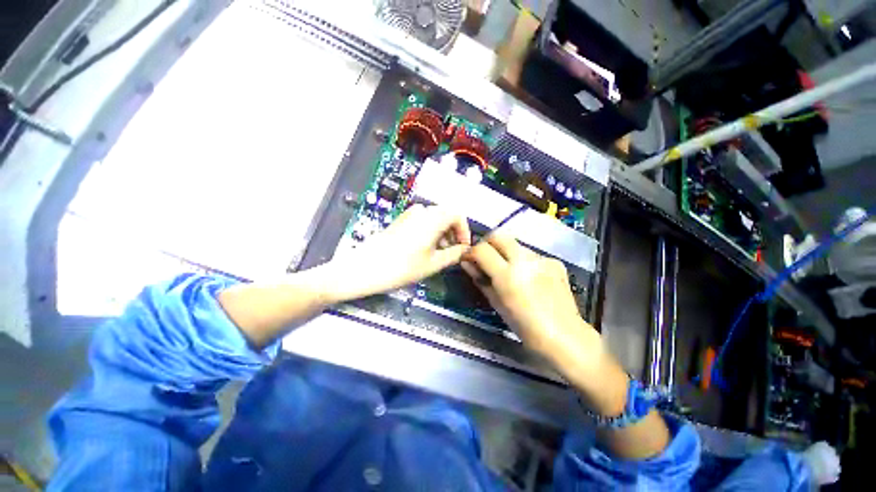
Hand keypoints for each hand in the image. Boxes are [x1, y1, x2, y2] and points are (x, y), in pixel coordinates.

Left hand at [331, 204, 470, 298]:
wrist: (365, 268)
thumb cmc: (402, 267)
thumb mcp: (433, 264)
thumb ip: (454, 254)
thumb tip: (465, 250)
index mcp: (432, 218)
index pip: (457, 215)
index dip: (464, 230)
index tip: (463, 247)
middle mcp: (421, 211)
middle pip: (446, 215)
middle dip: (453, 233)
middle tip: (453, 252)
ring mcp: (409, 214)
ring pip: (434, 218)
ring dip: (442, 233)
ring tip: (439, 253)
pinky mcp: (400, 221)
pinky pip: (422, 221)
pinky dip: (430, 232)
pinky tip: (425, 249)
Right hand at [460, 234, 598, 360]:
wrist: (564, 336)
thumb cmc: (524, 326)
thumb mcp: (496, 303)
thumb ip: (480, 280)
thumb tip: (467, 264)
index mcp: (508, 275)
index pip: (482, 249)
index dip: (471, 252)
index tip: (469, 259)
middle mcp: (525, 260)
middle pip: (499, 235)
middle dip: (487, 243)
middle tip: (485, 258)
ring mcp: (542, 259)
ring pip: (515, 244)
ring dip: (505, 252)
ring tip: (508, 270)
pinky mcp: (554, 261)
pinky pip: (532, 255)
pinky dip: (523, 261)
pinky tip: (528, 277)